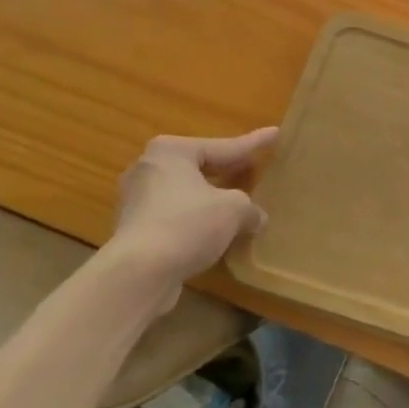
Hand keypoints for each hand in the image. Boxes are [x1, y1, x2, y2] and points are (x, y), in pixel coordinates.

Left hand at [103, 128, 278, 313]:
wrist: (138, 274)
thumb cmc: (188, 225)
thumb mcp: (234, 209)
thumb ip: (249, 207)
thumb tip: (256, 218)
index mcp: (172, 152)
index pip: (224, 146)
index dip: (253, 143)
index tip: (275, 133)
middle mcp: (149, 169)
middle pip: (200, 166)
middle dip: (227, 170)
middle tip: (254, 166)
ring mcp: (136, 200)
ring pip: (186, 192)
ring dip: (211, 198)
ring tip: (237, 202)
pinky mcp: (133, 230)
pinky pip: (175, 216)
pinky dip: (196, 220)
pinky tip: (216, 231)